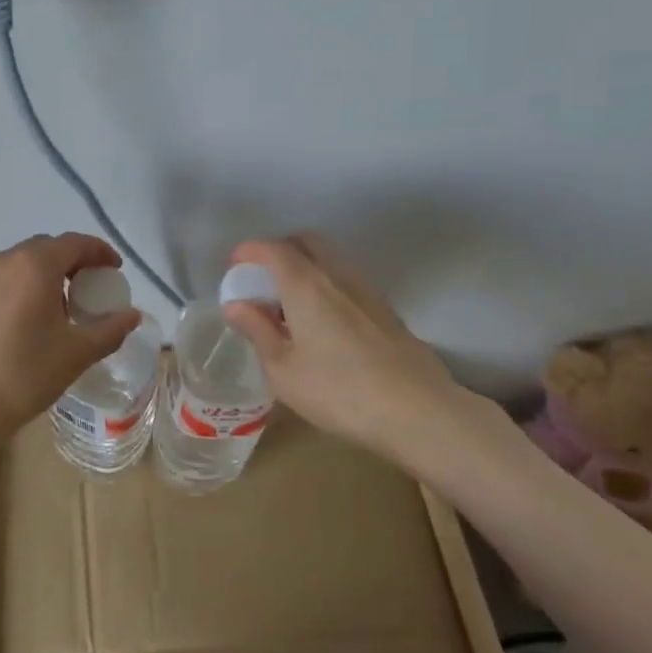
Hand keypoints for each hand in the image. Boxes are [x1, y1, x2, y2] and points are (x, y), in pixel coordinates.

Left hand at [0, 233, 140, 456]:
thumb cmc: (22, 374)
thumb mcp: (76, 354)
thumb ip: (109, 330)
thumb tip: (132, 316)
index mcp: (34, 265)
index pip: (75, 243)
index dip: (100, 252)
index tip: (115, 270)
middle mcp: (3, 261)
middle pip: (46, 249)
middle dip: (72, 263)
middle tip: (90, 289)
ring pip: (21, 265)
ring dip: (45, 277)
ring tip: (61, 309)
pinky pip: (2, 282)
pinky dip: (23, 290)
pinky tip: (28, 323)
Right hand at [222, 234, 469, 465]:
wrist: (417, 411)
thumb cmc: (338, 391)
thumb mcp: (283, 370)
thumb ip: (258, 331)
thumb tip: (236, 304)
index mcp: (306, 285)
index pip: (273, 249)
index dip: (249, 251)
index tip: (234, 265)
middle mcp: (338, 276)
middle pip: (307, 241)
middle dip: (280, 249)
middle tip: (261, 277)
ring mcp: (367, 291)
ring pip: (331, 259)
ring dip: (305, 266)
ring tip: (288, 302)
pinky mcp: (386, 310)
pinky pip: (347, 280)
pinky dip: (326, 284)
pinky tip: (321, 320)